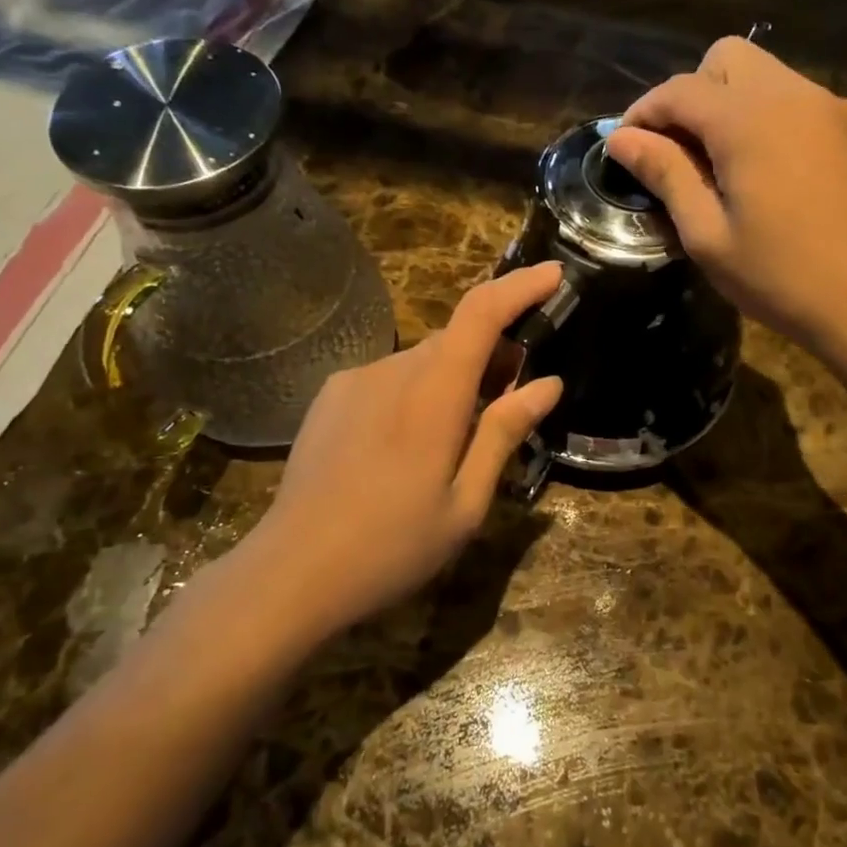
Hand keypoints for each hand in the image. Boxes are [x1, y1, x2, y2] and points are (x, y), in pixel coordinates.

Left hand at [232, 264, 564, 639]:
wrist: (291, 571)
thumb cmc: (392, 546)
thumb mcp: (466, 503)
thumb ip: (504, 434)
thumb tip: (547, 384)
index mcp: (433, 395)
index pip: (481, 314)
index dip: (520, 286)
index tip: (554, 274)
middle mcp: (392, 370)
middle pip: (456, 336)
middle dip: (495, 351)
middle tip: (515, 395)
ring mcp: (355, 380)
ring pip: (424, 358)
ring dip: (454, 376)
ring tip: (460, 433)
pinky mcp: (331, 396)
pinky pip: (390, 376)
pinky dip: (417, 388)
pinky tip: (407, 443)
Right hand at [603, 36, 846, 356]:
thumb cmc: (777, 275)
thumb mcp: (705, 233)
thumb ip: (664, 173)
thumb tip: (620, 138)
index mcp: (749, 120)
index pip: (680, 89)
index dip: (643, 112)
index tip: (625, 145)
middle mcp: (792, 94)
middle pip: (727, 57)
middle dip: (692, 93)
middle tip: (680, 150)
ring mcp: (830, 106)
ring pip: (765, 74)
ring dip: (731, 103)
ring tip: (722, 163)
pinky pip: (797, 99)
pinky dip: (769, 117)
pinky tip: (769, 170)